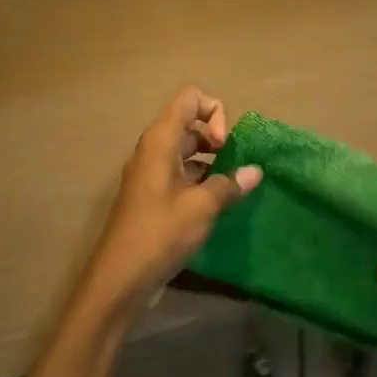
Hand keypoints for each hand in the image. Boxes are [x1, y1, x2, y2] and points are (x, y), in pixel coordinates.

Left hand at [72, 87, 262, 318]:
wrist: (120, 277)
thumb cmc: (161, 233)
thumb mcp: (202, 207)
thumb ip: (230, 184)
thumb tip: (255, 171)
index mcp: (161, 141)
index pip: (190, 98)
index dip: (215, 112)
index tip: (225, 146)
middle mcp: (153, 149)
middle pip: (189, 123)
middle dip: (217, 138)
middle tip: (235, 167)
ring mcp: (150, 173)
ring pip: (185, 151)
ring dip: (211, 162)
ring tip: (232, 187)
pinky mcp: (151, 195)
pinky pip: (179, 173)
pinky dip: (200, 180)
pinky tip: (217, 204)